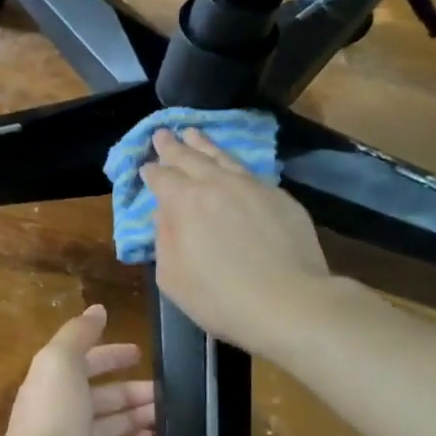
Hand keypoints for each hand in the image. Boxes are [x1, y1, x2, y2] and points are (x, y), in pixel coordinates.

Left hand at [0, 306, 155, 435]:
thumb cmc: (52, 419)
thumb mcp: (59, 363)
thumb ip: (78, 335)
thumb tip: (97, 309)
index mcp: (49, 386)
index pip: (80, 364)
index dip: (108, 356)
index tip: (139, 353)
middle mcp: (57, 417)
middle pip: (97, 398)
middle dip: (128, 390)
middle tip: (164, 390)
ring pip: (106, 429)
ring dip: (134, 417)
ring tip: (167, 413)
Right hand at [142, 128, 339, 355]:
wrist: (289, 302)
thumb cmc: (220, 298)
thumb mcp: (172, 277)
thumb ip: (163, 240)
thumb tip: (163, 216)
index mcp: (184, 202)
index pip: (161, 178)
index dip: (151, 171)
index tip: (146, 167)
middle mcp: (217, 184)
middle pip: (190, 158)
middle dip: (173, 146)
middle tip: (163, 133)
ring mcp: (252, 186)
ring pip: (223, 157)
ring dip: (204, 144)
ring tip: (194, 133)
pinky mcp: (280, 197)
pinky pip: (249, 172)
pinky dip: (232, 164)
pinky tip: (231, 166)